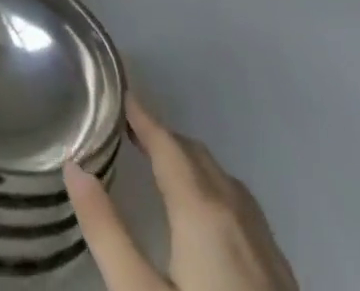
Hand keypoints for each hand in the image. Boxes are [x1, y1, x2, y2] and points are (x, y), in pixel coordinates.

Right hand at [65, 97, 297, 290]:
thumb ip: (105, 230)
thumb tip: (74, 166)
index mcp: (204, 212)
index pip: (167, 143)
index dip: (140, 114)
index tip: (116, 89)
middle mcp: (240, 220)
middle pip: (199, 158)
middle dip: (164, 137)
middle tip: (127, 130)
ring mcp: (270, 253)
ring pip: (228, 186)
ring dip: (193, 165)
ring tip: (161, 167)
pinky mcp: (285, 283)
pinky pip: (247, 216)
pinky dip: (217, 196)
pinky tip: (207, 223)